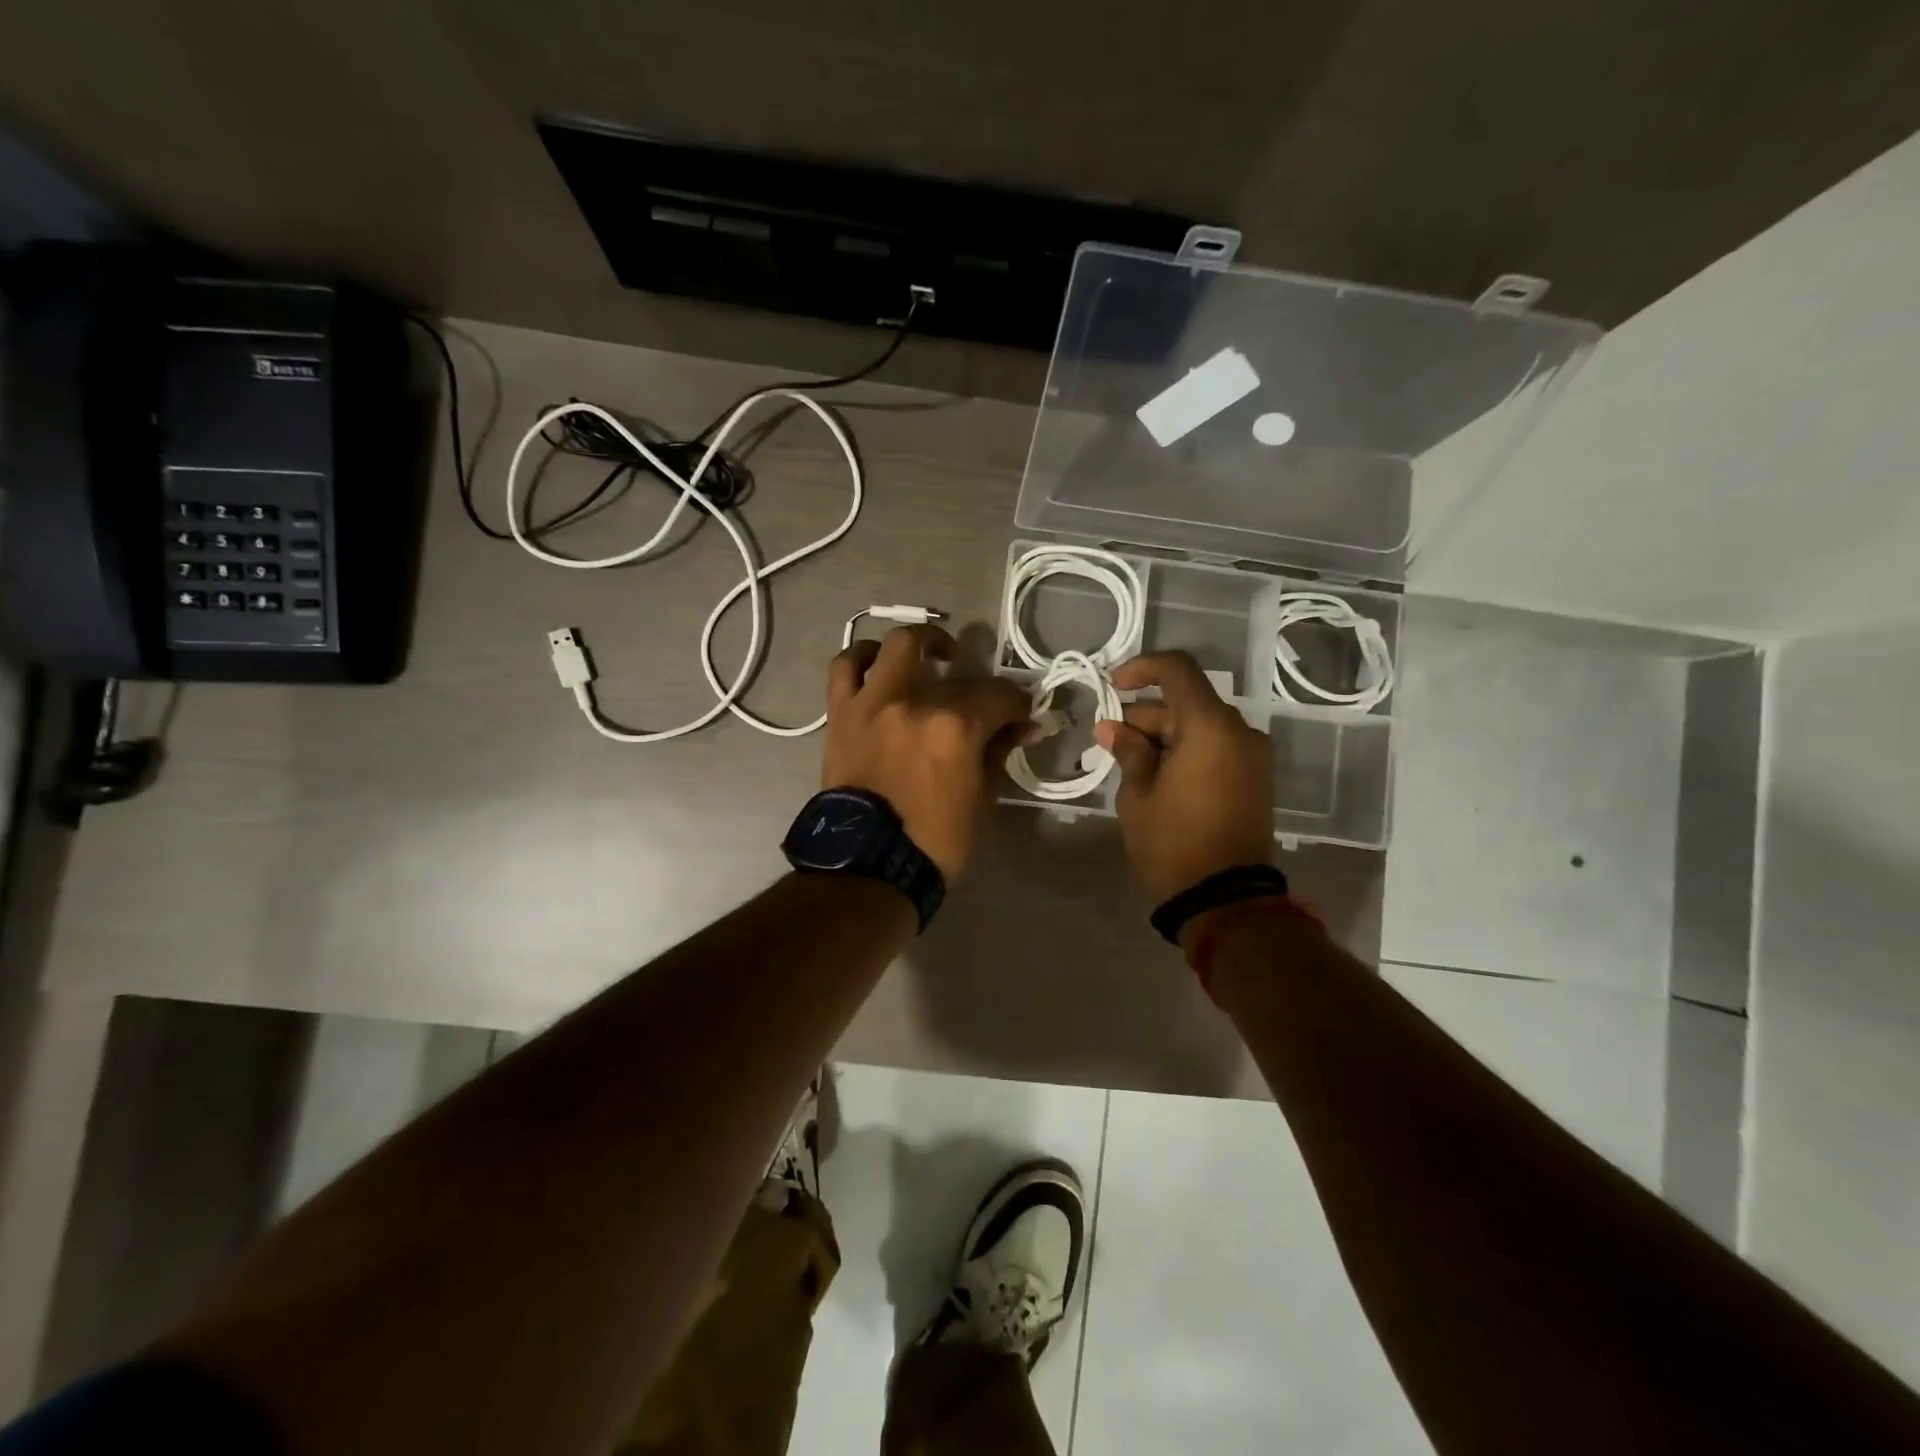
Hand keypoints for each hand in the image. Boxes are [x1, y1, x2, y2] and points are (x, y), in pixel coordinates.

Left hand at [821, 625, 1032, 881]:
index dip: (1018, 705)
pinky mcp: (842, 713)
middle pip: (956, 672)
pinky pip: (845, 668)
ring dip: (919, 645)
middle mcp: (913, 700)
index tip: (1023, 717)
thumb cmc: (934, 840)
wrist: (867, 865)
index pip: (1000, 696)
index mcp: (955, 725)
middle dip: (978, 682)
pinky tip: (878, 666)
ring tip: (929, 658)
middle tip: (982, 698)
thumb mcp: (982, 798)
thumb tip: (1022, 725)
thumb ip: (1000, 751)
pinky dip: (864, 659)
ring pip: (896, 646)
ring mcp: (873, 702)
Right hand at [1093, 651, 1274, 902]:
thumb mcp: (1138, 795)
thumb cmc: (1173, 843)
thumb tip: (1113, 728)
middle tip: (1109, 741)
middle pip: (1187, 702)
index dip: (1142, 669)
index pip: (1178, 671)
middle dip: (1145, 715)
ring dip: (1164, 735)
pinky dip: (1185, 750)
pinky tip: (1156, 774)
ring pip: (1200, 726)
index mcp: (1211, 727)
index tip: (1113, 686)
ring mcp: (1252, 757)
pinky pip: (1216, 747)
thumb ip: (1128, 751)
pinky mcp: (1254, 779)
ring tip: (1128, 764)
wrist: (1226, 900)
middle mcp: (1239, 732)